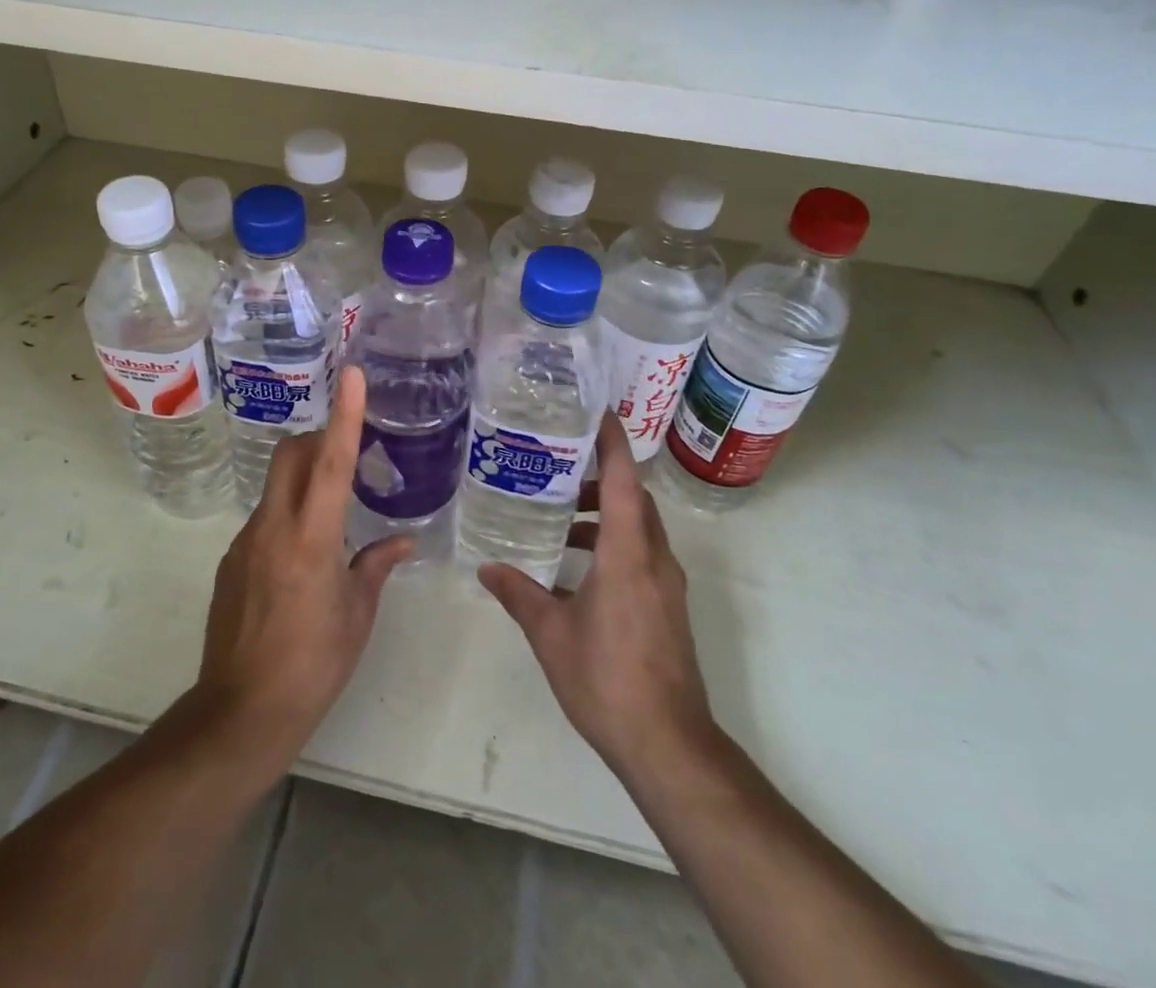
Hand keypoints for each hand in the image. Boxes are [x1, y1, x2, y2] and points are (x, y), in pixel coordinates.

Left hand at [191, 367, 411, 776]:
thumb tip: (402, 540)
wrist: (240, 713)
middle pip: (290, 455)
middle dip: (318, 438)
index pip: (332, 462)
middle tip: (348, 453)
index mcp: (312, 539)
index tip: (352, 375)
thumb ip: (377, 565)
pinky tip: (304, 557)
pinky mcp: (231, 560)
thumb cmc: (313, 665)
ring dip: (304, 481)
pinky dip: (289, 515)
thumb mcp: (358, 615)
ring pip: (277, 486)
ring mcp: (246, 542)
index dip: (345, 415)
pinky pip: (265, 518)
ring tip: (333, 517)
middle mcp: (273, 528)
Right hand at [478, 414, 716, 782]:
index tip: (594, 411)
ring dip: (607, 514)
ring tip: (562, 518)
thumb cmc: (607, 679)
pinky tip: (577, 569)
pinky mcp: (668, 607)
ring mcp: (667, 584)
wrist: (668, 744)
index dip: (612, 441)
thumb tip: (486, 568)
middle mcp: (655, 559)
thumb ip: (519, 594)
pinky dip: (614, 544)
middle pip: (635, 498)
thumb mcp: (551, 634)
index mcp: (628, 553)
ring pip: (640, 527)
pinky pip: (642, 554)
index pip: (625, 479)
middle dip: (602, 476)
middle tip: (559, 465)